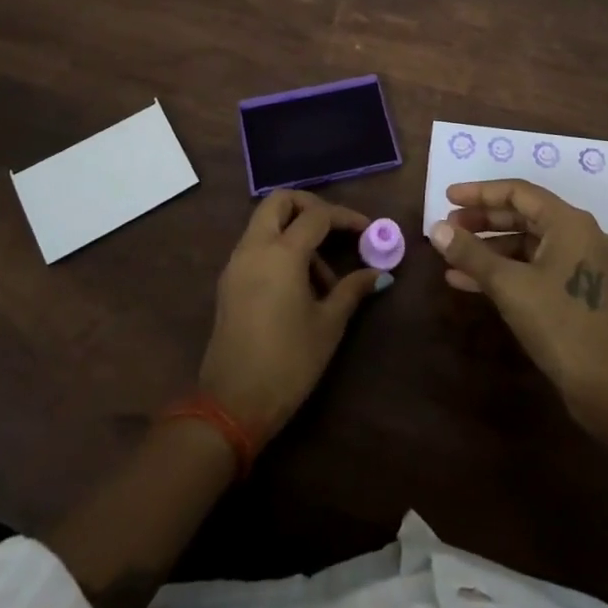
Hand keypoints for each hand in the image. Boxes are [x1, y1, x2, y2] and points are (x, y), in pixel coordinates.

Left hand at [198, 191, 385, 442]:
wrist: (233, 405)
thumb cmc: (289, 362)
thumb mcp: (328, 325)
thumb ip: (352, 289)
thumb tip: (379, 274)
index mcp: (281, 253)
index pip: (317, 215)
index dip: (345, 217)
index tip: (368, 230)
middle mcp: (254, 248)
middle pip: (280, 202)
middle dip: (310, 206)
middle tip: (336, 230)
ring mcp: (236, 264)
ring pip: (265, 223)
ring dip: (294, 231)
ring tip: (324, 277)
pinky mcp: (228, 282)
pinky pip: (256, 246)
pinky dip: (278, 248)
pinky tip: (300, 285)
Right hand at [429, 178, 607, 430]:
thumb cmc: (559, 325)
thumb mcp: (508, 285)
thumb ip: (471, 253)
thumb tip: (436, 229)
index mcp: (570, 223)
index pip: (519, 192)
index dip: (479, 193)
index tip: (447, 198)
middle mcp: (581, 235)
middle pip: (524, 215)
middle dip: (482, 221)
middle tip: (448, 227)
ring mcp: (583, 264)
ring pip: (528, 243)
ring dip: (489, 248)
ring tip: (452, 255)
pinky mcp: (579, 291)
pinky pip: (536, 267)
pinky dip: (506, 270)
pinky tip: (468, 282)